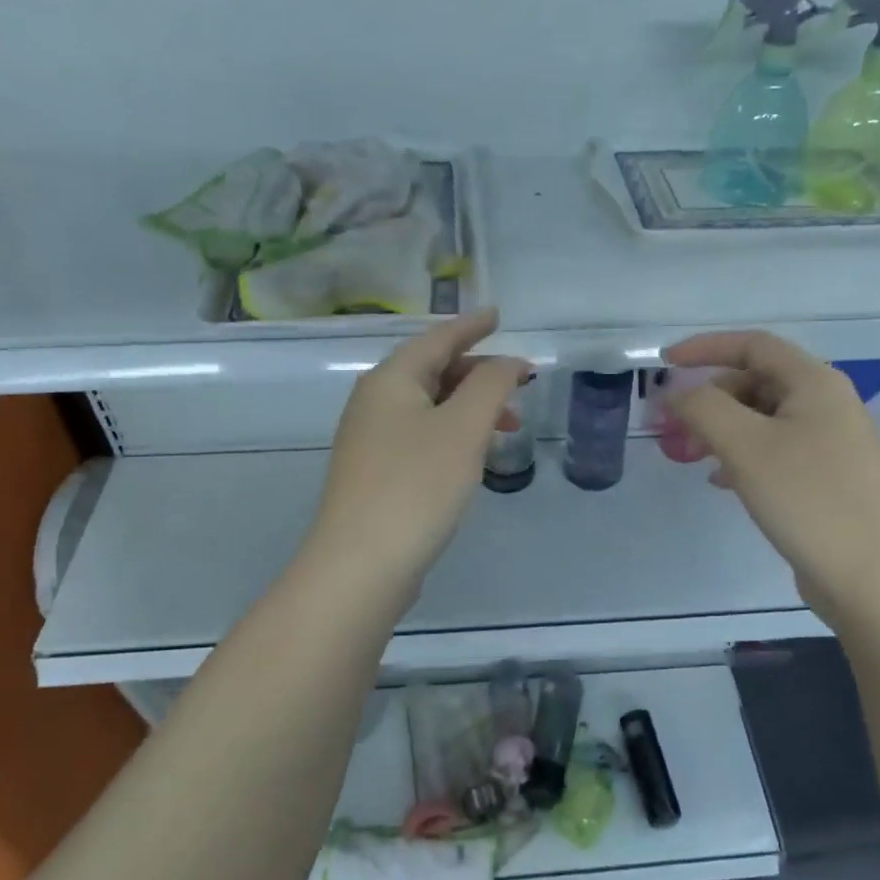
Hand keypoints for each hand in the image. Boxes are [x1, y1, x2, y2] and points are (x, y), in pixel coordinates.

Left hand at [308, 309, 529, 595]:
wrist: (361, 564)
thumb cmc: (417, 486)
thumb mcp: (464, 428)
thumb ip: (491, 386)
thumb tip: (509, 363)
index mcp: (391, 380)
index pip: (437, 338)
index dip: (472, 326)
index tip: (499, 315)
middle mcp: (374, 402)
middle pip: (431, 371)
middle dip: (478, 374)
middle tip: (518, 385)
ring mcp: (370, 440)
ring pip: (428, 407)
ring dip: (469, 408)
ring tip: (507, 427)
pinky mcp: (375, 474)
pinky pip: (421, 436)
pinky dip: (452, 434)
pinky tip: (471, 457)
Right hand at [664, 331, 879, 626]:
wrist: (874, 577)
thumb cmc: (808, 499)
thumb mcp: (746, 446)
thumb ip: (703, 408)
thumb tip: (675, 392)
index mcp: (814, 383)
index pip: (753, 345)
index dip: (705, 348)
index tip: (664, 364)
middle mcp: (827, 405)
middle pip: (756, 382)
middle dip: (709, 399)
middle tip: (673, 428)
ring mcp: (831, 445)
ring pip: (762, 421)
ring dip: (721, 430)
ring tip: (690, 456)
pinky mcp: (827, 481)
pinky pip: (775, 452)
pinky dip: (742, 457)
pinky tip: (722, 482)